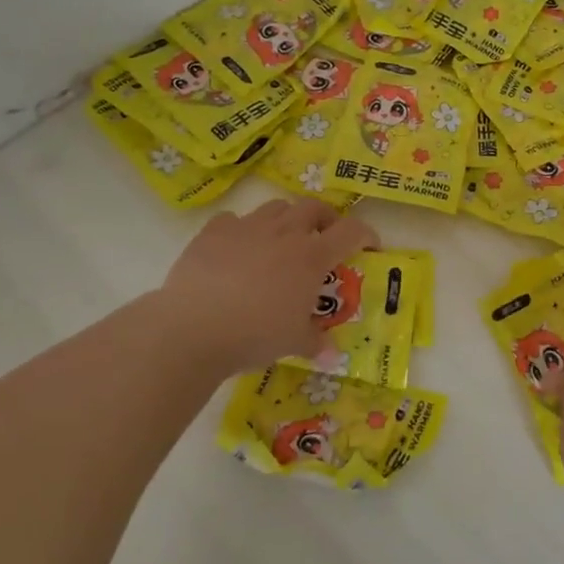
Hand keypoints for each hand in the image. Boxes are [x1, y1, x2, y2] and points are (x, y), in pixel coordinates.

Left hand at [160, 198, 380, 376]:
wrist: (194, 327)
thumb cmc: (256, 334)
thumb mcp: (293, 342)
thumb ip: (316, 342)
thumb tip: (332, 356)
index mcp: (311, 256)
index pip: (351, 231)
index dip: (366, 234)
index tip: (369, 247)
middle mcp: (284, 232)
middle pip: (314, 207)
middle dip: (325, 219)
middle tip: (324, 239)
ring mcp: (247, 227)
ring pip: (276, 207)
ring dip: (286, 220)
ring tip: (281, 242)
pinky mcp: (214, 231)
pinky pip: (234, 220)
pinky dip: (243, 230)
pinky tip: (237, 251)